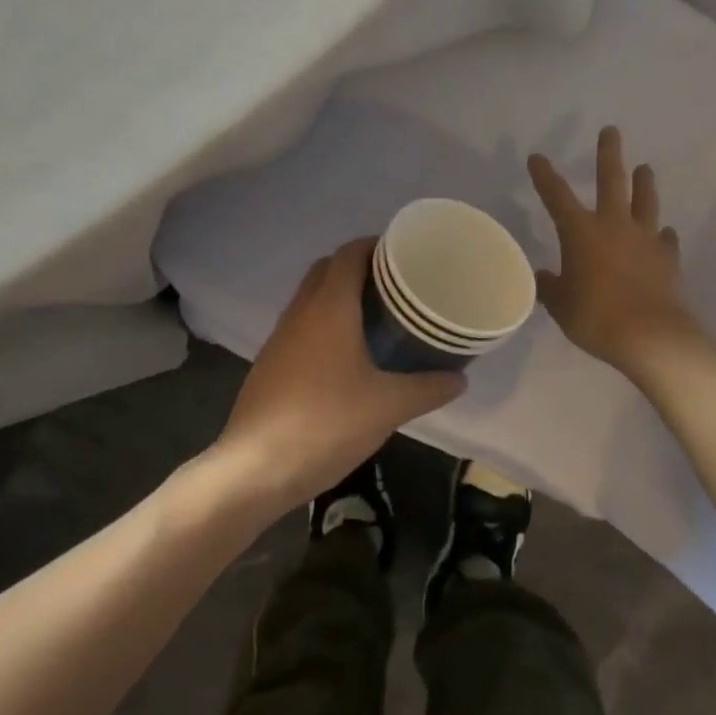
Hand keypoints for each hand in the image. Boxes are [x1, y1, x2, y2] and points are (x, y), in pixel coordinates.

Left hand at [216, 238, 465, 508]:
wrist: (256, 468)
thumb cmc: (327, 424)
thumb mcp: (389, 406)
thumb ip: (428, 388)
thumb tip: (459, 378)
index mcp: (329, 306)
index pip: (350, 253)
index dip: (376, 246)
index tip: (405, 256)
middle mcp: (301, 311)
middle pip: (327, 269)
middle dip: (359, 269)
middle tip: (396, 288)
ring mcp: (280, 338)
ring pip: (311, 298)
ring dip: (339, 297)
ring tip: (377, 319)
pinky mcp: (270, 364)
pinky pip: (301, 327)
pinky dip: (324, 325)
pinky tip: (347, 358)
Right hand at [529, 127, 700, 377]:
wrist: (652, 337)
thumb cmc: (596, 318)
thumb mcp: (561, 306)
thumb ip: (550, 287)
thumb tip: (542, 277)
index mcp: (581, 232)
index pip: (557, 196)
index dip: (545, 176)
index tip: (537, 157)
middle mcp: (614, 226)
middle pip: (612, 181)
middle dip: (608, 154)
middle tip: (611, 131)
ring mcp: (645, 240)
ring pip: (645, 202)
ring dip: (644, 184)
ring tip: (645, 168)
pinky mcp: (668, 259)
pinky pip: (665, 240)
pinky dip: (663, 235)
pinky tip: (664, 233)